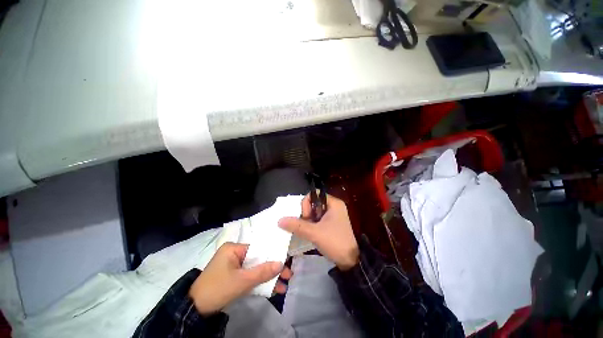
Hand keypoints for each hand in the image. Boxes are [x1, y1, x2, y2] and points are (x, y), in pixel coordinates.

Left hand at [189, 242, 291, 314]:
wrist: (194, 311)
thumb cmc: (217, 289)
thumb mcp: (241, 281)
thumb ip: (262, 272)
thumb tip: (281, 264)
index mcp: (234, 248)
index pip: (258, 249)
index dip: (272, 256)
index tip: (286, 263)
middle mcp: (234, 254)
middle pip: (258, 259)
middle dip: (272, 269)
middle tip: (288, 275)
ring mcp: (233, 266)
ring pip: (255, 269)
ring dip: (267, 278)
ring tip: (282, 286)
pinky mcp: (233, 276)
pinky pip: (249, 276)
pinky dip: (258, 283)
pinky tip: (271, 289)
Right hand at [279, 194, 358, 269]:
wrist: (351, 261)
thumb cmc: (334, 242)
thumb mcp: (314, 233)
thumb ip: (297, 225)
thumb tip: (280, 220)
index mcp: (333, 203)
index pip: (314, 194)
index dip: (306, 204)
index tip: (306, 218)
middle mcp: (334, 206)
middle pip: (314, 202)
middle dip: (307, 213)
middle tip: (306, 225)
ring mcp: (334, 215)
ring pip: (315, 211)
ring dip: (309, 220)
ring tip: (308, 230)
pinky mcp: (332, 223)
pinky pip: (319, 218)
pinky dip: (313, 224)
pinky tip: (311, 232)